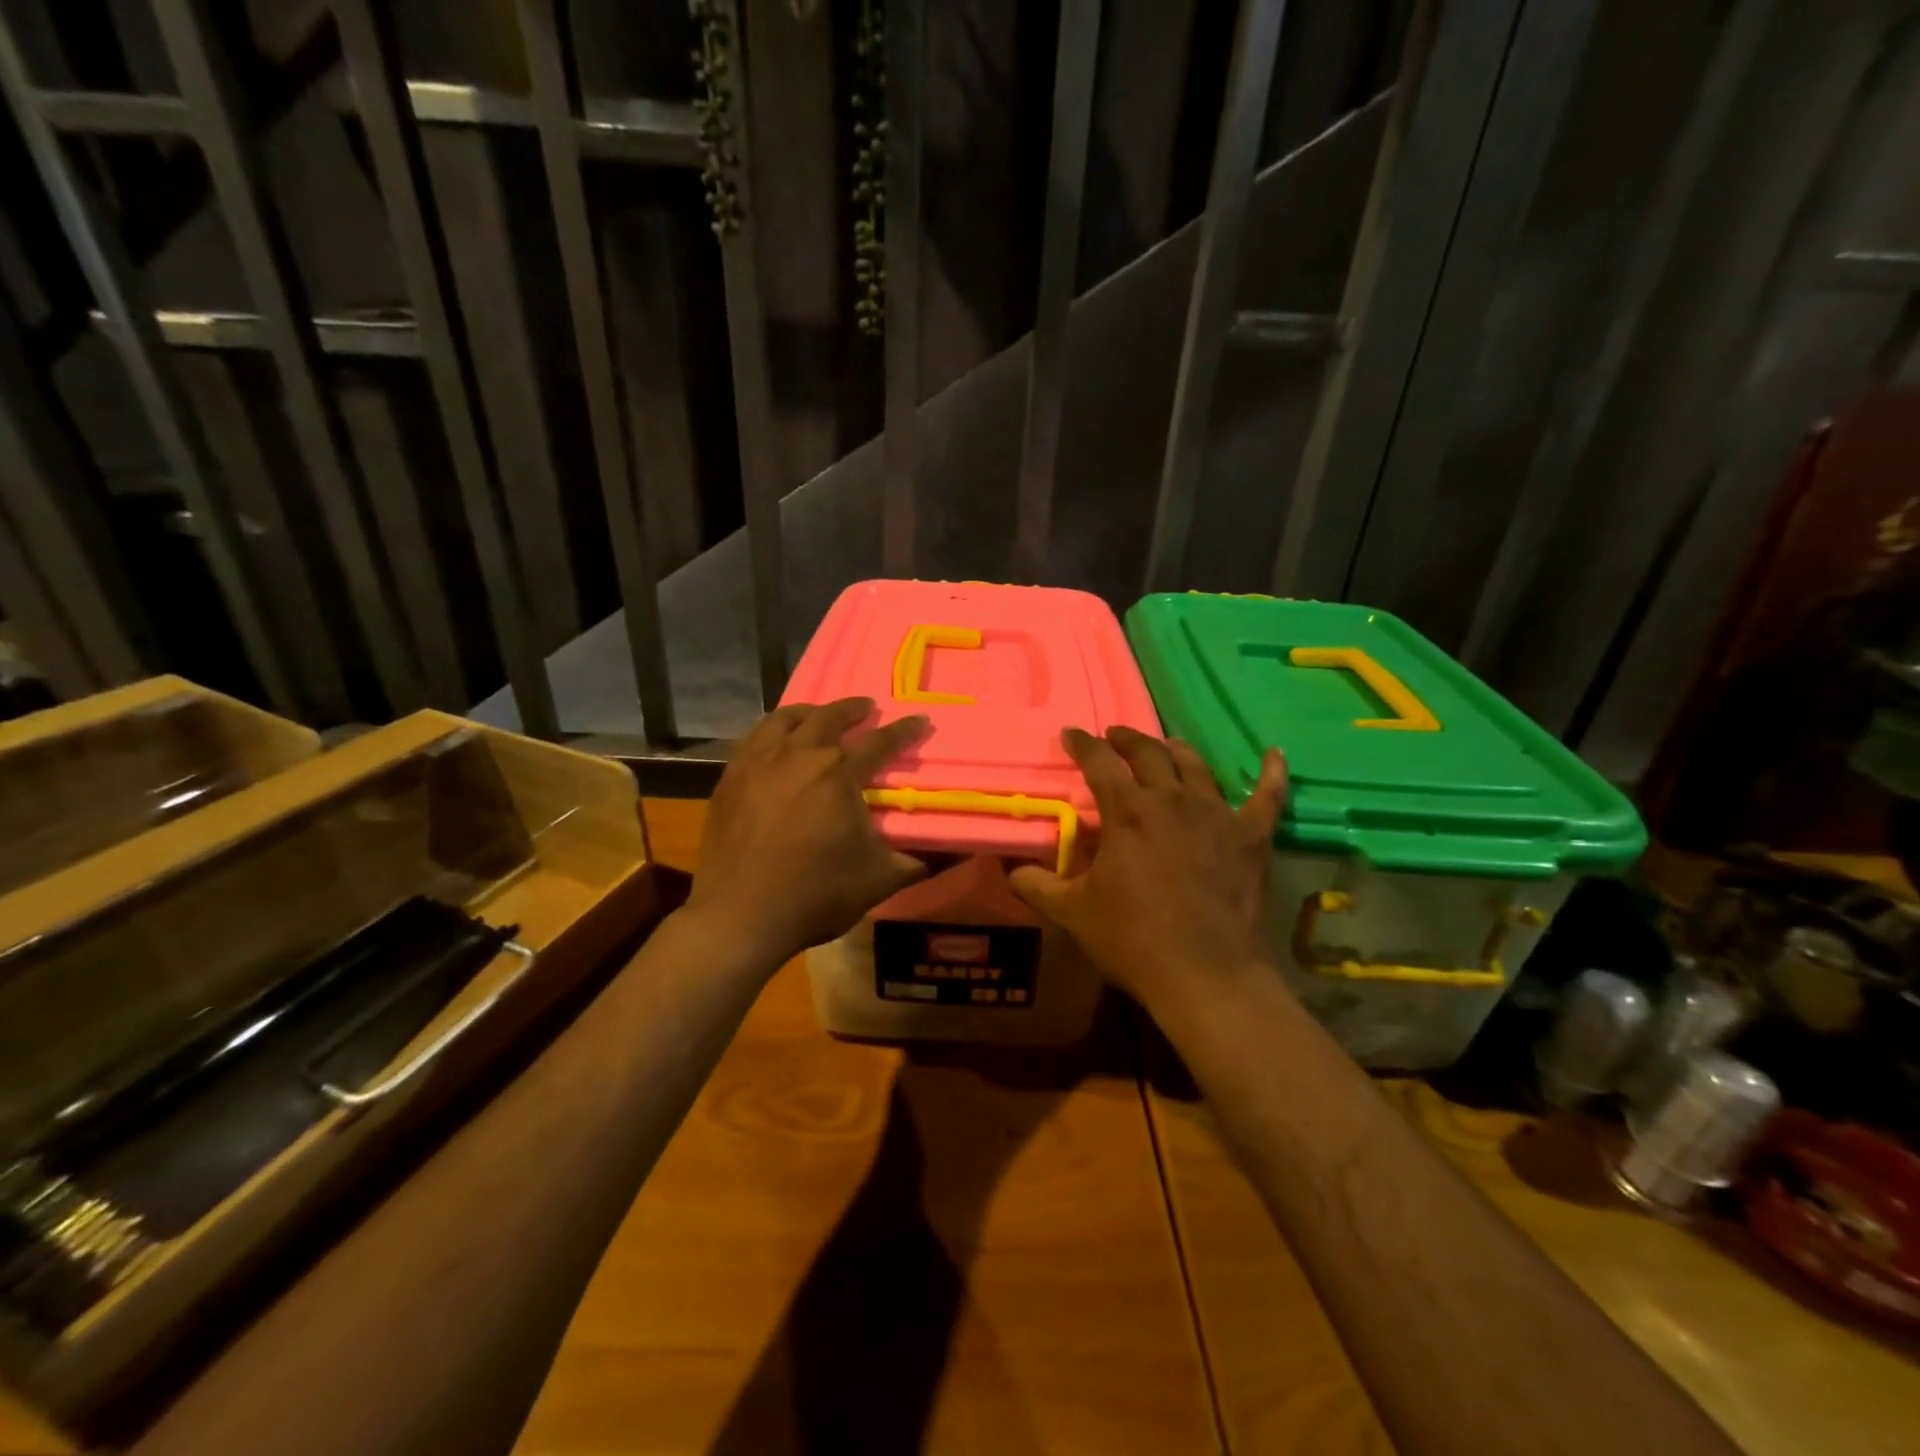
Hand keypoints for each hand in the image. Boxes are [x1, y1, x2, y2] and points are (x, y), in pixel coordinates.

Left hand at [686, 698, 929, 968]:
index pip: (879, 743)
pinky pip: (754, 737)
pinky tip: (776, 739)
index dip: (904, 731)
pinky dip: (772, 728)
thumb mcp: (880, 881)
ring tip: (819, 714)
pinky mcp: (731, 777)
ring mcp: (759, 762)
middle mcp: (800, 756)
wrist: (740, 916)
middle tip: (867, 707)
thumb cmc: (815, 896)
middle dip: (853, 709)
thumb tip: (959, 850)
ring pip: (786, 719)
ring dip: (810, 712)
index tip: (920, 720)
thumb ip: (921, 860)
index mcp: (839, 776)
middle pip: (829, 718)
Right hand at [1009, 727, 1287, 1017]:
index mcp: (1127, 811)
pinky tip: (1275, 755)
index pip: (1099, 761)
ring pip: (1196, 766)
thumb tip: (1011, 871)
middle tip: (1114, 738)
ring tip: (1167, 745)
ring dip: (1177, 750)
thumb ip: (1037, 886)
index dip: (1082, 744)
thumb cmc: (1132, 939)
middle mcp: (1172, 800)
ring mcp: (1217, 814)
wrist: (1204, 974)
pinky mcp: (1252, 837)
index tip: (1070, 735)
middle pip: (1149, 752)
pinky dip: (1272, 773)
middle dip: (1127, 739)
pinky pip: (1268, 796)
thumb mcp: (1071, 913)